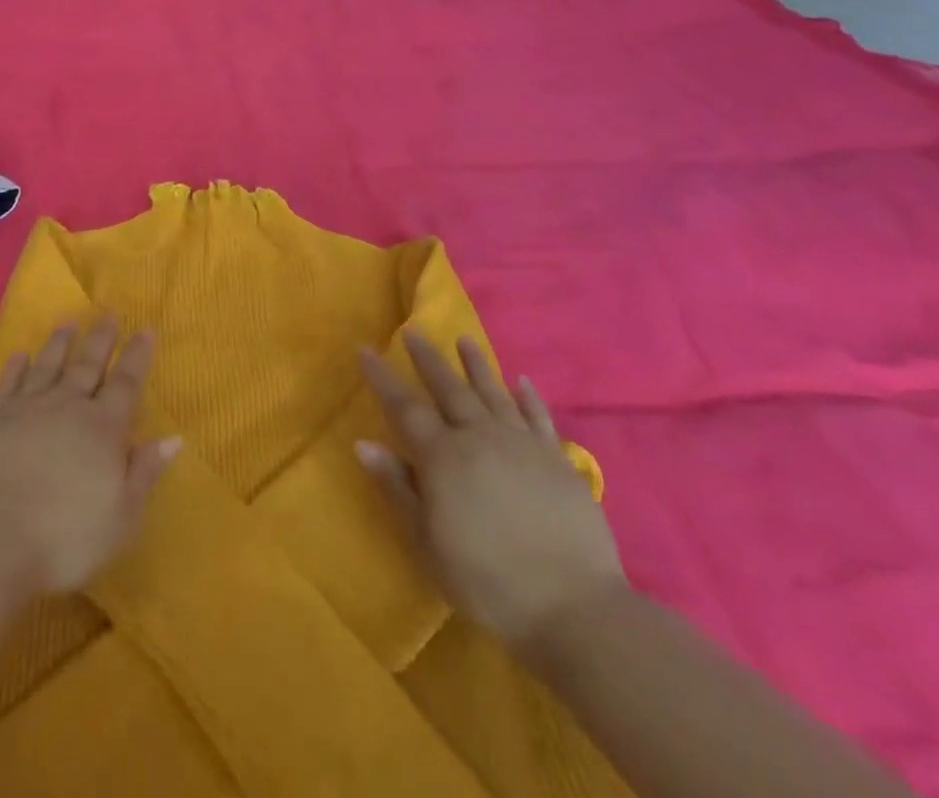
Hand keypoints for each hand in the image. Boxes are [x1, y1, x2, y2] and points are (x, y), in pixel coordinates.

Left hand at [0, 321, 180, 596]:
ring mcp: (26, 408)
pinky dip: (15, 367)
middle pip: (88, 365)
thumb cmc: (65, 536)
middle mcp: (67, 407)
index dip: (137, 357)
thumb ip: (145, 472)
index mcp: (103, 429)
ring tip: (68, 323)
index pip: (126, 384)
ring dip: (59, 343)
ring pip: (48, 365)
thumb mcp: (121, 516)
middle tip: (109, 313)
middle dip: (101, 339)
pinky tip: (19, 356)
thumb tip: (174, 437)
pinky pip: (8, 383)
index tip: (145, 330)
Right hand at [357, 330, 626, 652]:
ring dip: (476, 365)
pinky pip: (539, 417)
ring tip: (464, 340)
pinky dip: (528, 396)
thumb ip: (396, 487)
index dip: (382, 377)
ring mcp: (522, 445)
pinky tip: (521, 381)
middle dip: (428, 359)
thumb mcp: (427, 542)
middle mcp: (480, 437)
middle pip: (448, 388)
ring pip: (493, 393)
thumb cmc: (488, 580)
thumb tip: (363, 443)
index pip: (404, 407)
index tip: (366, 348)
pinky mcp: (558, 461)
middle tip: (413, 331)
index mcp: (443, 456)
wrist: (575, 608)